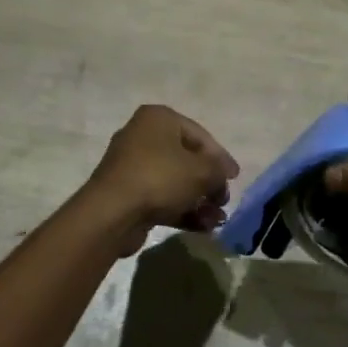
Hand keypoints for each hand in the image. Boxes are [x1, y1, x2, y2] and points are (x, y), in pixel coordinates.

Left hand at [84, 105, 238, 254]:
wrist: (113, 212)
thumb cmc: (160, 178)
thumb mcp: (201, 171)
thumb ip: (218, 170)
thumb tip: (223, 175)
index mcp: (159, 119)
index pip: (199, 135)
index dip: (221, 157)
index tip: (235, 178)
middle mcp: (143, 136)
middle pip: (186, 159)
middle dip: (209, 183)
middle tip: (223, 201)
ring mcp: (133, 166)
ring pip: (175, 181)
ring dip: (199, 201)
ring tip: (217, 220)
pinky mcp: (128, 193)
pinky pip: (161, 197)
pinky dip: (182, 210)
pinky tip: (203, 227)